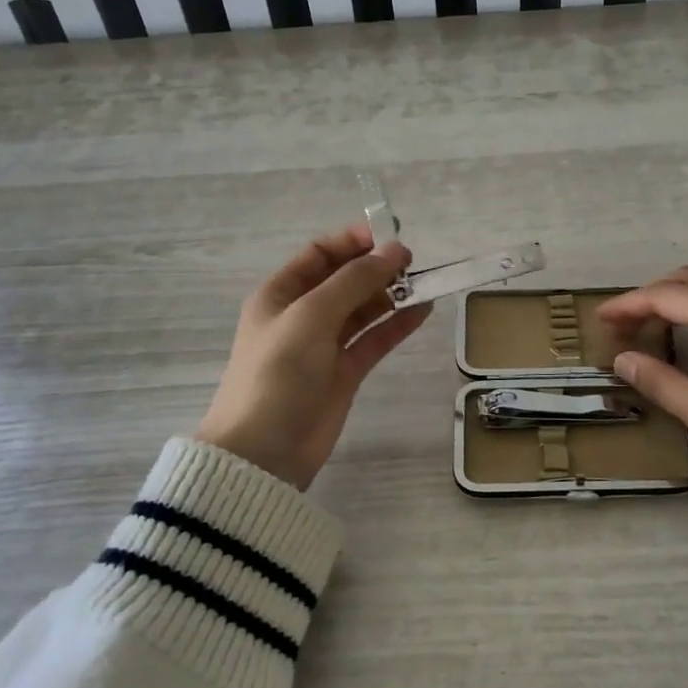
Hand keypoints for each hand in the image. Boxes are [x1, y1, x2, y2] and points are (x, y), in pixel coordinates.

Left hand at [195, 223, 431, 488]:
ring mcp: (324, 345)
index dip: (351, 242)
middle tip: (412, 263)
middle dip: (375, 268)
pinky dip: (396, 325)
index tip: (389, 237)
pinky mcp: (344, 373)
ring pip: (362, 310)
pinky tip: (423, 311)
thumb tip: (394, 250)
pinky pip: (374, 340)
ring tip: (424, 284)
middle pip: (343, 280)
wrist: (264, 451)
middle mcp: (302, 315)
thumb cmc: (277, 373)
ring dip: (390, 295)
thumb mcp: (311, 316)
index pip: (319, 254)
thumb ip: (354, 281)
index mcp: (280, 294)